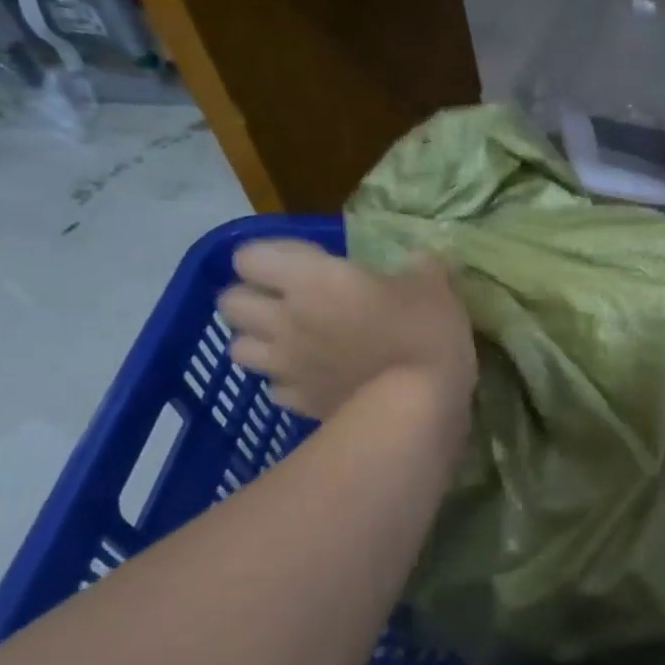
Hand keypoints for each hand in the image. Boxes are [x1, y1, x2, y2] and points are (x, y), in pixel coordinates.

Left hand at [218, 240, 476, 423]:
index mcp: (310, 279)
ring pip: (239, 349)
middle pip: (230, 302)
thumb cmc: (423, 335)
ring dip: (260, 342)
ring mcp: (287, 366)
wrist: (417, 409)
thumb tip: (422, 259)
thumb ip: (421, 268)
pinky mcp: (299, 404)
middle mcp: (284, 319)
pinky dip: (288, 383)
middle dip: (253, 299)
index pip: (249, 256)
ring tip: (294, 343)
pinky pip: (274, 389)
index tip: (310, 262)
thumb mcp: (435, 288)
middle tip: (293, 302)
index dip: (273, 256)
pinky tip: (316, 380)